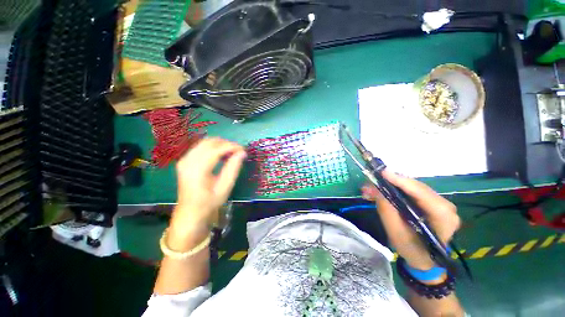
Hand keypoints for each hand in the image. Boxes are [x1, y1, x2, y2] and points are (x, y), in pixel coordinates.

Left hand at [168, 138, 245, 249]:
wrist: (190, 212)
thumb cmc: (209, 203)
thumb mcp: (225, 187)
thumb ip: (233, 168)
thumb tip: (242, 153)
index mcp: (197, 170)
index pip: (216, 150)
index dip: (232, 147)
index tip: (244, 149)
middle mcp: (187, 161)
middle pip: (209, 142)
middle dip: (226, 143)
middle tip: (238, 151)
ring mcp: (184, 160)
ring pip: (204, 142)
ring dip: (220, 145)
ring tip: (231, 153)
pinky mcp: (184, 160)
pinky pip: (200, 147)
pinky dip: (213, 148)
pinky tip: (221, 155)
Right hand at [362, 170, 459, 270]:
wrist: (424, 260)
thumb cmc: (411, 250)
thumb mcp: (396, 232)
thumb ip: (387, 210)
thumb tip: (375, 188)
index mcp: (443, 217)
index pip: (421, 192)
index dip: (400, 181)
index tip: (382, 172)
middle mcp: (446, 206)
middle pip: (415, 187)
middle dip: (390, 183)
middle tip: (369, 184)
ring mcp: (440, 203)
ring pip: (412, 187)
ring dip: (390, 186)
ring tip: (371, 189)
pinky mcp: (432, 202)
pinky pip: (412, 191)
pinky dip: (395, 190)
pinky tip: (381, 192)